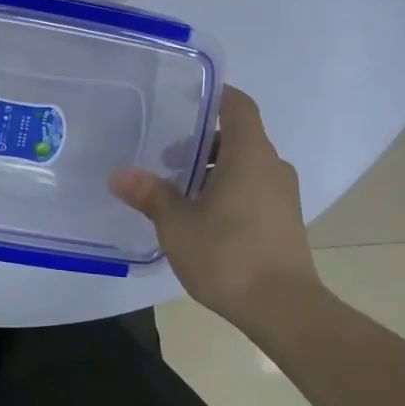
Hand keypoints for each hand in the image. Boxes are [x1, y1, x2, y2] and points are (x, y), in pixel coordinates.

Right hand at [108, 87, 317, 323]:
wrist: (284, 309)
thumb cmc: (228, 255)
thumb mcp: (176, 225)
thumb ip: (150, 194)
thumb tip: (118, 174)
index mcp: (249, 154)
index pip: (239, 105)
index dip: (215, 97)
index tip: (185, 101)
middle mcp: (272, 166)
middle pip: (239, 137)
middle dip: (203, 143)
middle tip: (168, 158)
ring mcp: (284, 195)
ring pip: (246, 166)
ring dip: (215, 170)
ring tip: (180, 192)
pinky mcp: (286, 221)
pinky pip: (255, 189)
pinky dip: (230, 190)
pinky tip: (204, 218)